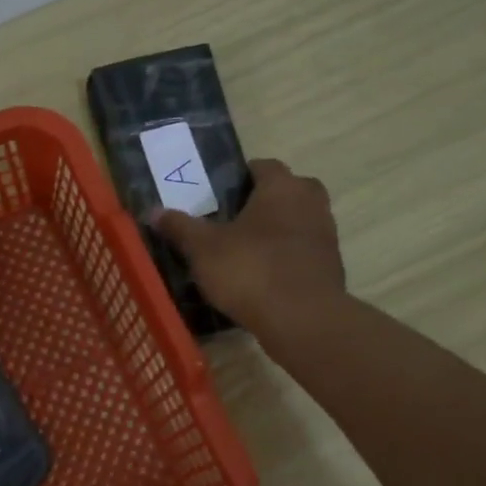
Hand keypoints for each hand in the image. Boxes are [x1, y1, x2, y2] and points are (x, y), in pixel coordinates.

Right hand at [153, 158, 345, 332]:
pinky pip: (304, 251)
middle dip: (265, 201)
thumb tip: (154, 211)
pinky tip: (264, 276)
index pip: (264, 166)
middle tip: (235, 219)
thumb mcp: (203, 249)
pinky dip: (288, 257)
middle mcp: (311, 202)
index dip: (241, 176)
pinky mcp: (331, 267)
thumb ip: (180, 227)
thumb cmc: (250, 270)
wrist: (302, 319)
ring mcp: (326, 235)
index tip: (220, 194)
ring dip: (279, 230)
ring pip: (299, 221)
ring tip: (246, 250)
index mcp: (282, 187)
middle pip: (288, 191)